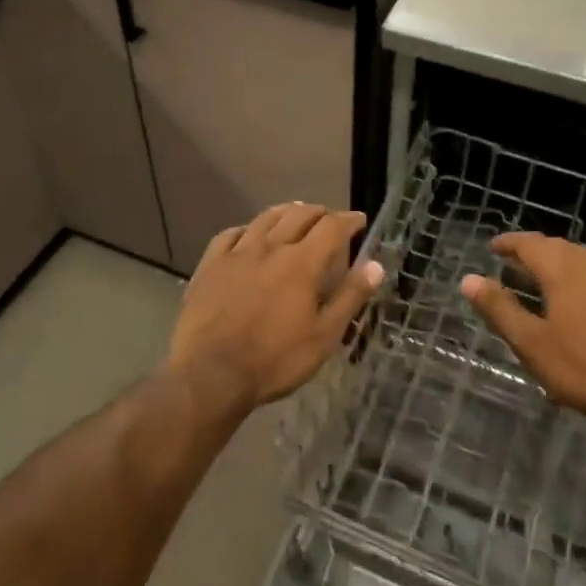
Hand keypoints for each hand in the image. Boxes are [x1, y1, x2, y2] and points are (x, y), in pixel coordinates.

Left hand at [167, 203, 384, 415]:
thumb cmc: (274, 359)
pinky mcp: (210, 265)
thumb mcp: (324, 336)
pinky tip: (248, 234)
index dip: (348, 220)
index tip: (359, 220)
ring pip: (265, 218)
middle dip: (319, 212)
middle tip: (330, 218)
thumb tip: (375, 265)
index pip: (331, 227)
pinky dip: (246, 229)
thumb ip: (350, 296)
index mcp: (301, 263)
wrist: (210, 374)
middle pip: (298, 215)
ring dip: (286, 211)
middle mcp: (270, 247)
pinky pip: (230, 235)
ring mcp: (236, 254)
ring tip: (295, 212)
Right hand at [461, 233, 585, 430]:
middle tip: (515, 259)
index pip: (532, 245)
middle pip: (560, 247)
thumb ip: (499, 308)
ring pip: (584, 259)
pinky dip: (582, 276)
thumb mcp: (530, 342)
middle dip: (535, 249)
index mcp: (563, 274)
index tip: (493, 247)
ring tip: (544, 274)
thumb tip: (468, 279)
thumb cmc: (580, 368)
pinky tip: (581, 297)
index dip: (511, 243)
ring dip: (560, 259)